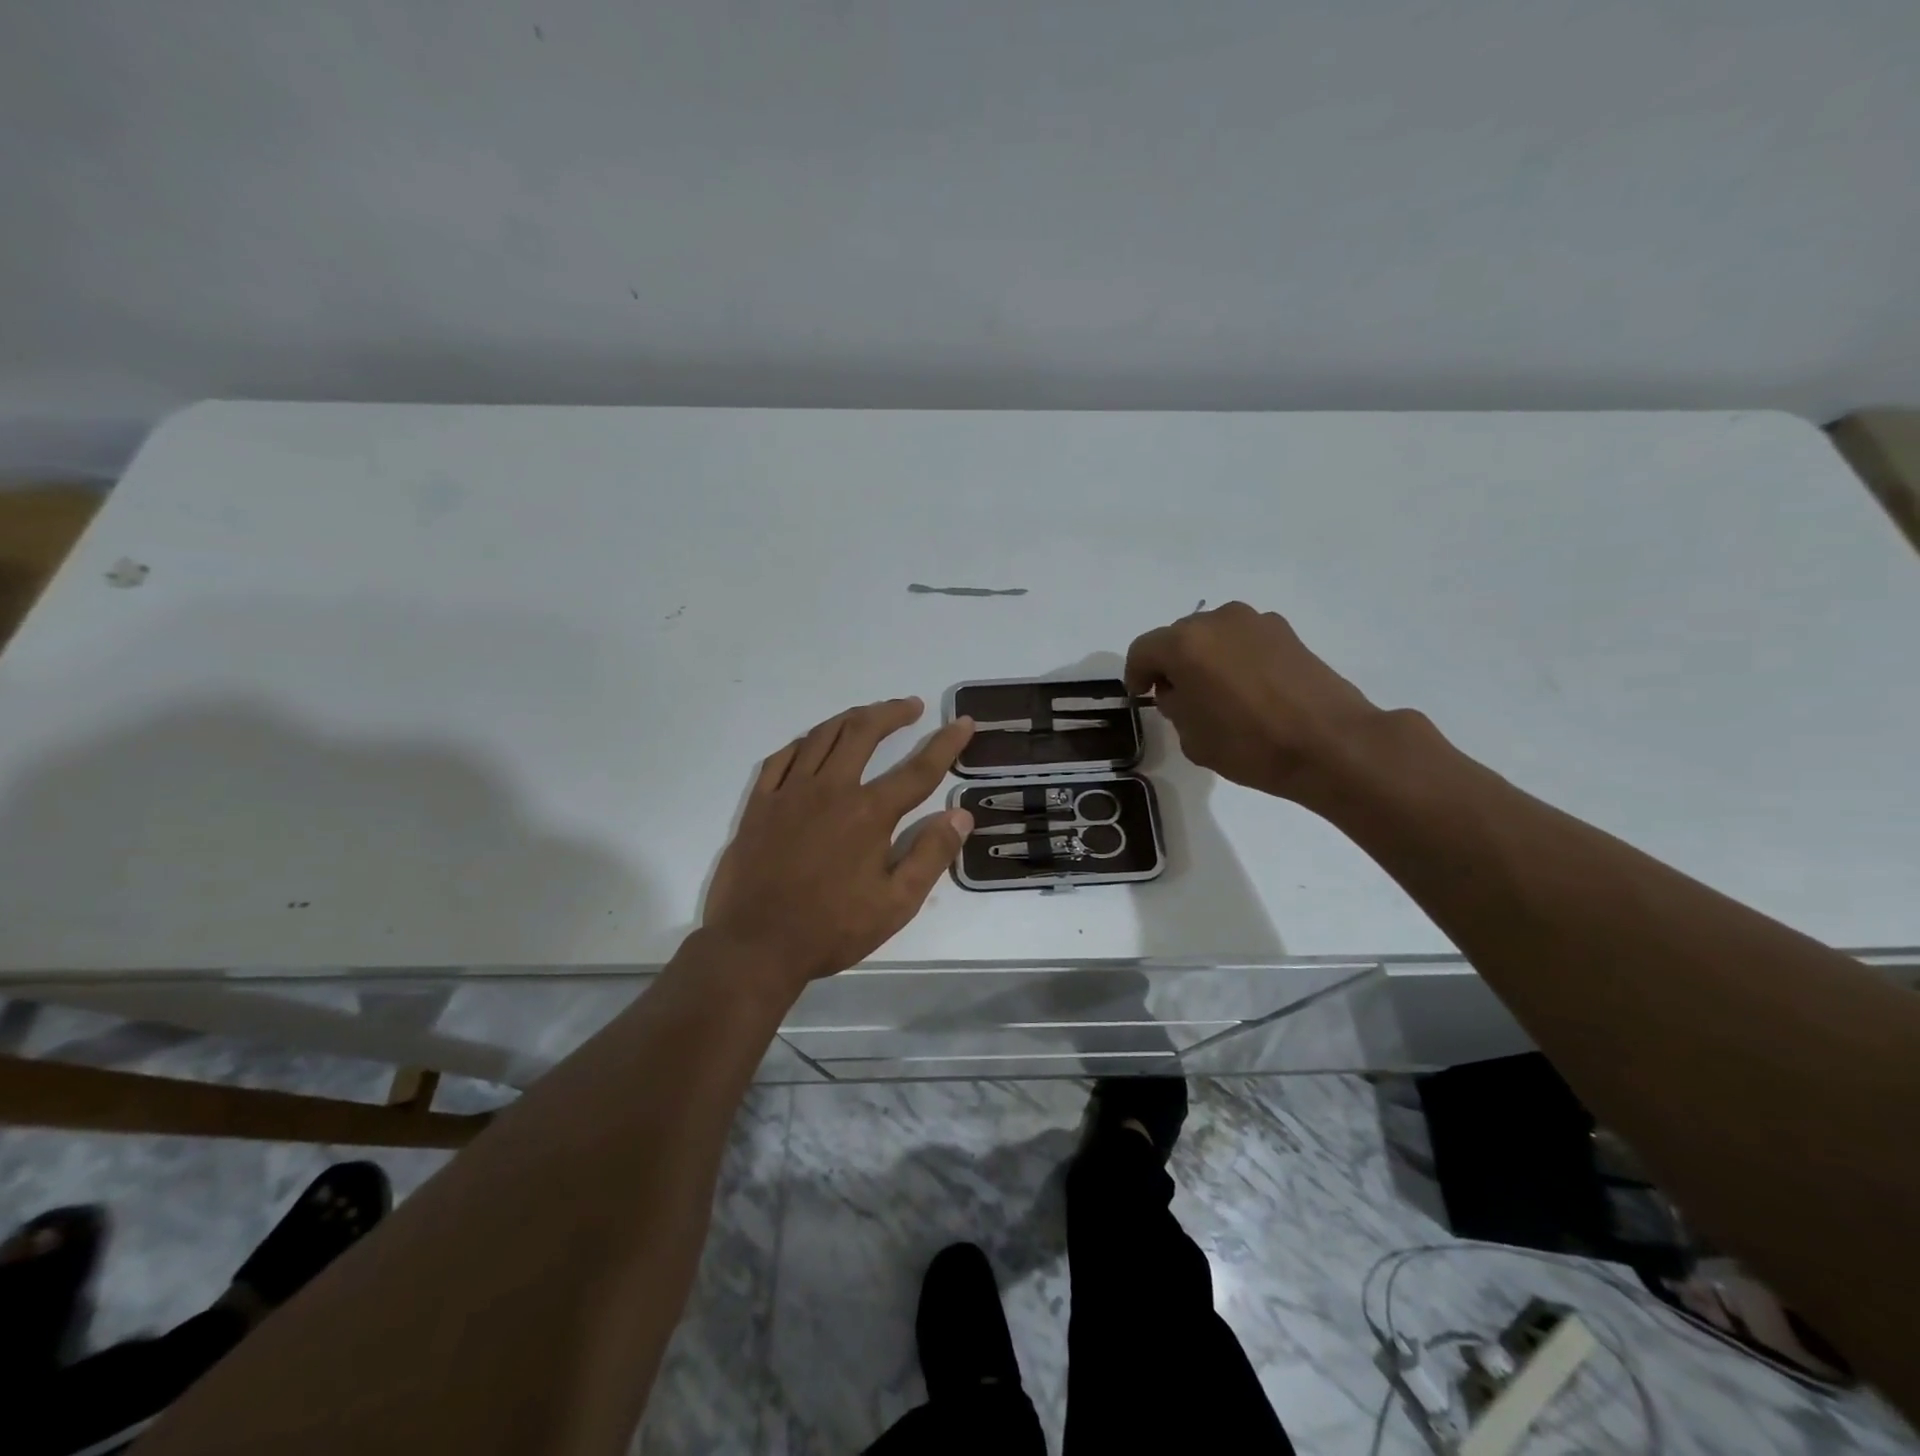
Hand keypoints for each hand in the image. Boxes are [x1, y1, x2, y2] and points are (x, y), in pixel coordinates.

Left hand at [703, 698, 975, 990]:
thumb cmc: (831, 928)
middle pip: (863, 732)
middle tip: (911, 706)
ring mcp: (790, 792)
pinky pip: (782, 757)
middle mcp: (830, 789)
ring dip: (851, 718)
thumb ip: (931, 855)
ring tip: (869, 715)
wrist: (755, 945)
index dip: (945, 743)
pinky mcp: (760, 803)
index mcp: (869, 813)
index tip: (963, 722)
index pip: (918, 769)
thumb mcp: (896, 904)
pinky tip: (813, 743)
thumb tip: (960, 815)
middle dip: (892, 712)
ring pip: (822, 736)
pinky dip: (805, 742)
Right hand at [1125, 602, 1385, 803]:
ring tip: (1216, 693)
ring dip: (1205, 658)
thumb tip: (1180, 690)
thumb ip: (1174, 706)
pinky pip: (1244, 640)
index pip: (1143, 650)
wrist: (1331, 744)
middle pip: (1178, 637)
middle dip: (1172, 663)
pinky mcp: (1286, 632)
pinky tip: (1248, 689)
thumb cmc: (1250, 744)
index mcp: (1185, 644)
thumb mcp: (1192, 737)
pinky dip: (1236, 658)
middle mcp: (1217, 621)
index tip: (1143, 697)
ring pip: (1213, 636)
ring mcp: (1256, 622)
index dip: (1136, 674)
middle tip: (1178, 696)